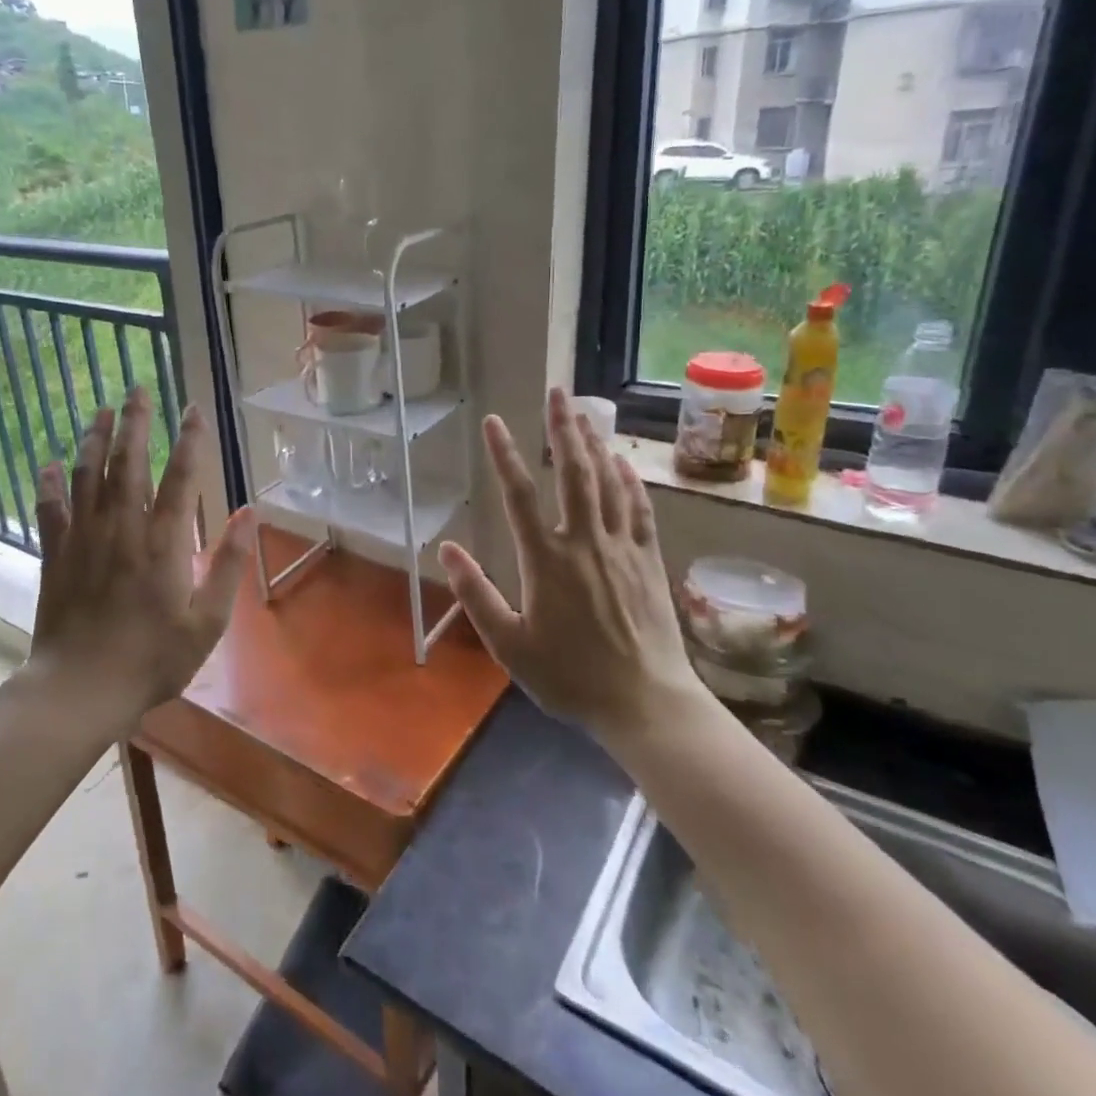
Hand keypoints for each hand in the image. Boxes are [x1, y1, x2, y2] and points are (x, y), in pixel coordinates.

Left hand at [26, 388, 254, 733]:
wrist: (80, 690)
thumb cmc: (152, 660)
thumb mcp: (208, 622)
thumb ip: (229, 564)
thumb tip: (251, 513)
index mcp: (164, 544)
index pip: (180, 478)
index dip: (189, 440)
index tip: (192, 408)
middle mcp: (123, 529)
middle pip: (128, 463)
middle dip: (135, 423)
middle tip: (137, 389)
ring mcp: (84, 539)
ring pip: (88, 475)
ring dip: (95, 439)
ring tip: (102, 411)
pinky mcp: (56, 555)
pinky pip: (51, 509)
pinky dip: (49, 483)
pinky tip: (49, 463)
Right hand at [439, 387, 708, 742]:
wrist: (644, 703)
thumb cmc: (570, 677)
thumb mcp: (509, 645)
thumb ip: (476, 594)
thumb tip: (446, 548)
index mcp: (547, 561)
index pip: (520, 496)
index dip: (504, 456)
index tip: (494, 422)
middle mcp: (585, 542)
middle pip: (574, 474)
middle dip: (563, 429)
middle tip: (557, 392)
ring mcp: (622, 548)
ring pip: (608, 483)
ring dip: (594, 444)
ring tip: (583, 413)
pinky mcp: (648, 560)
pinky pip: (639, 509)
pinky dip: (629, 480)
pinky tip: (622, 462)